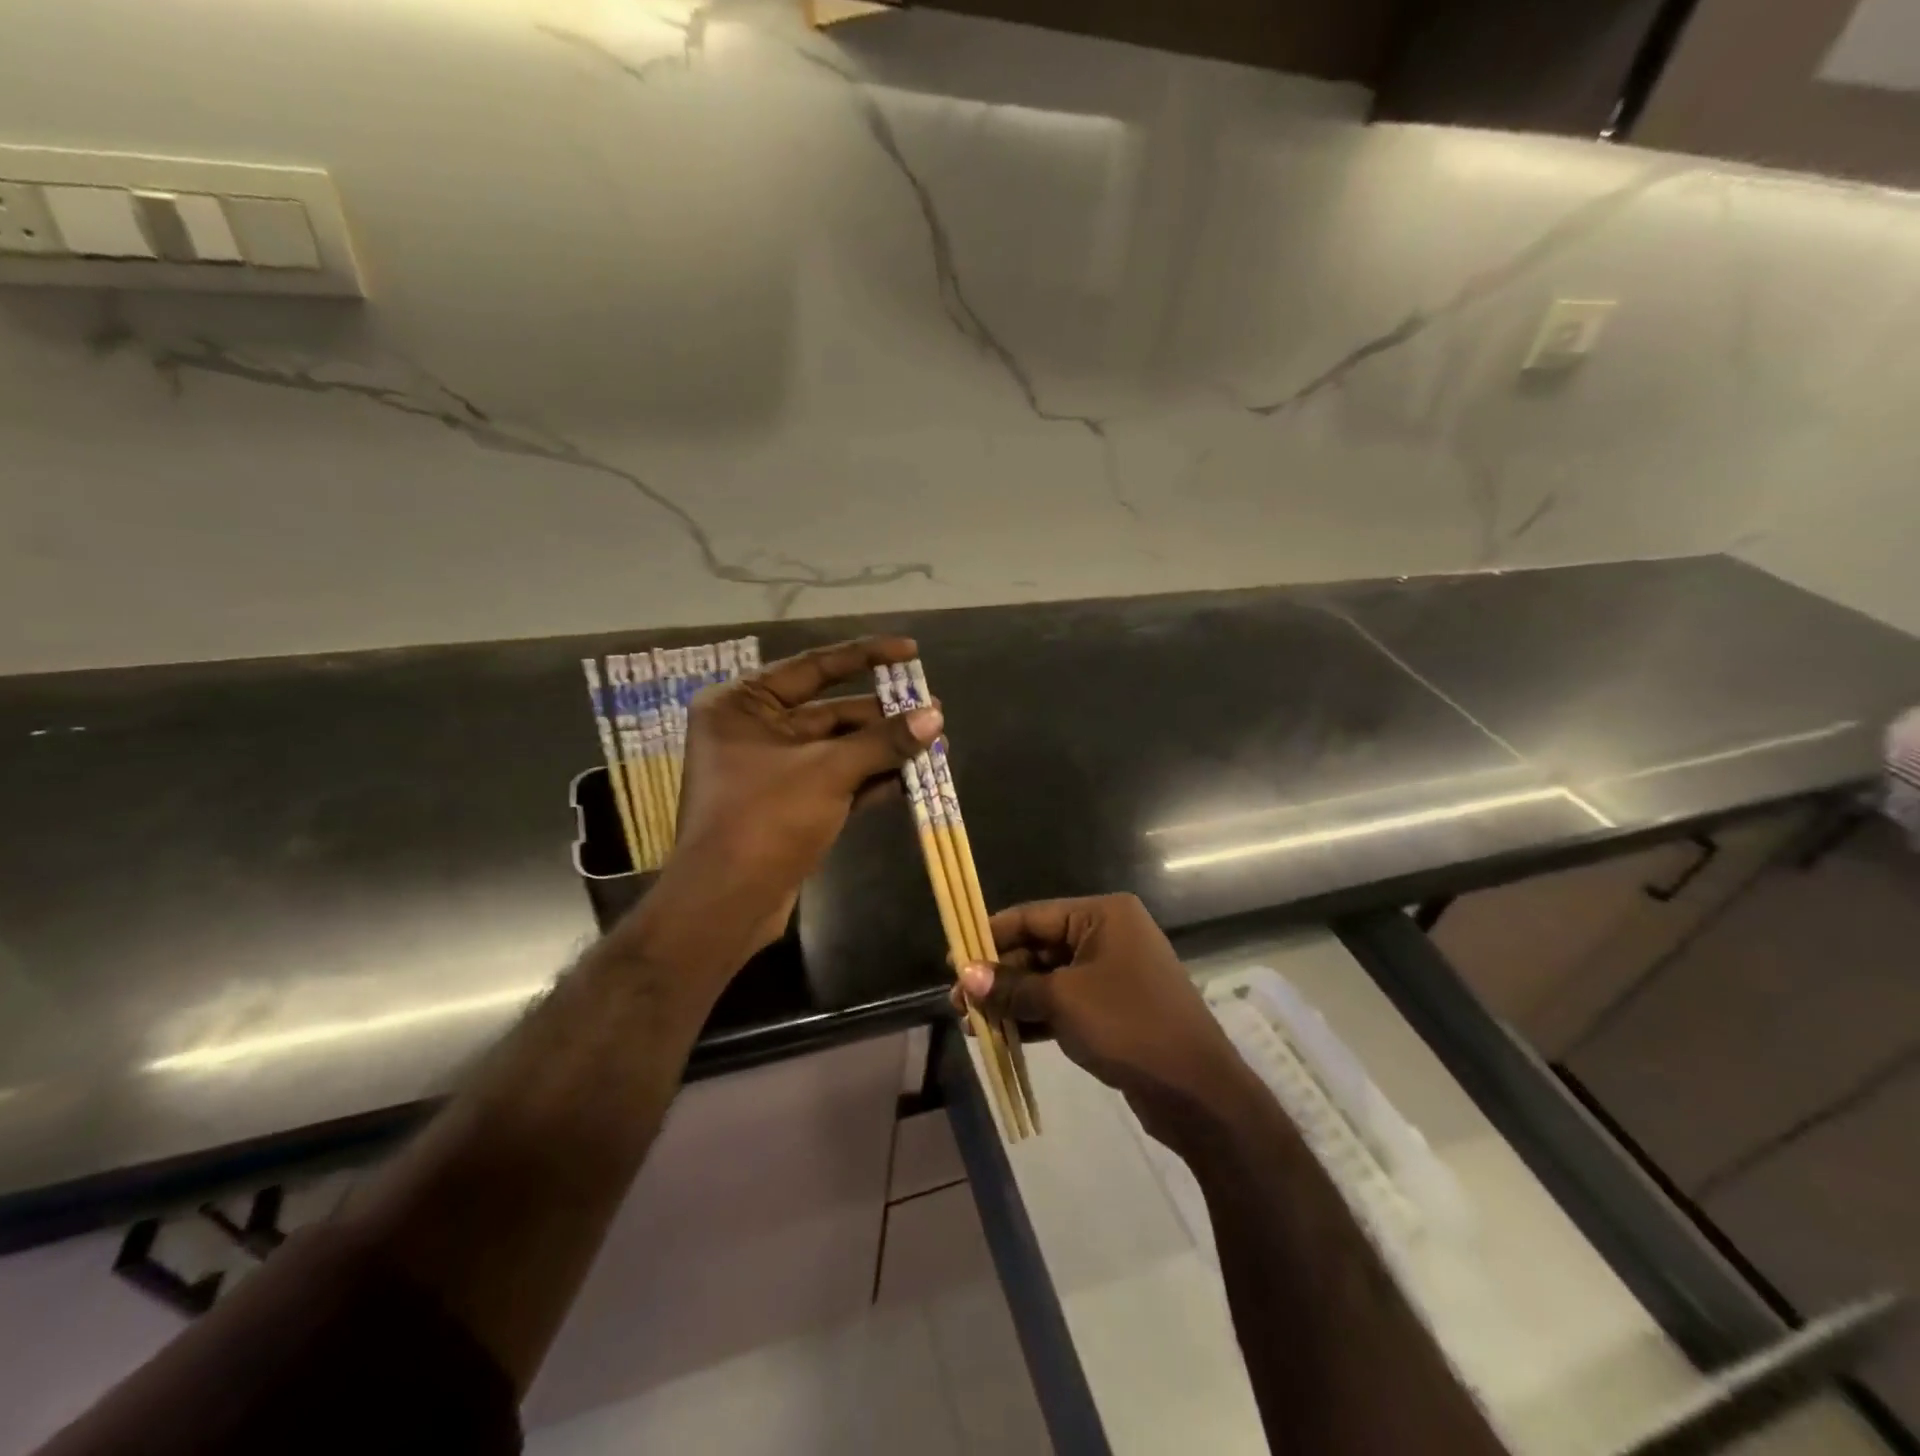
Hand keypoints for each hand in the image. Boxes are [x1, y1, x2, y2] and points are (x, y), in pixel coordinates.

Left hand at [669, 636, 942, 944]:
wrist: (725, 905)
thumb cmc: (764, 820)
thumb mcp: (828, 771)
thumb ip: (883, 741)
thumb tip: (935, 715)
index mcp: (743, 704)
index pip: (813, 666)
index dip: (866, 656)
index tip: (911, 651)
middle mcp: (753, 730)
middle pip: (830, 711)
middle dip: (883, 715)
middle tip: (933, 711)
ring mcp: (772, 770)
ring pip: (838, 748)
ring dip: (883, 748)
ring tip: (934, 743)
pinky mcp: (788, 805)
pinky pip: (836, 780)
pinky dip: (870, 779)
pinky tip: (911, 778)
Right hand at [954, 893, 1254, 1145]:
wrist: (1197, 1091)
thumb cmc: (1129, 1026)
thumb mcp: (1062, 1001)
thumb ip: (1011, 986)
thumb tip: (965, 976)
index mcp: (1102, 915)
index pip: (1033, 916)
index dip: (990, 936)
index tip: (953, 958)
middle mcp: (1108, 935)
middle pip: (1039, 948)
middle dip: (998, 975)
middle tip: (958, 1001)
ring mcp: (1112, 974)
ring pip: (1049, 979)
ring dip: (1012, 999)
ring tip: (971, 1022)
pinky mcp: (1113, 1009)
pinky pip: (1064, 1004)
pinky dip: (1035, 1017)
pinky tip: (1001, 1035)